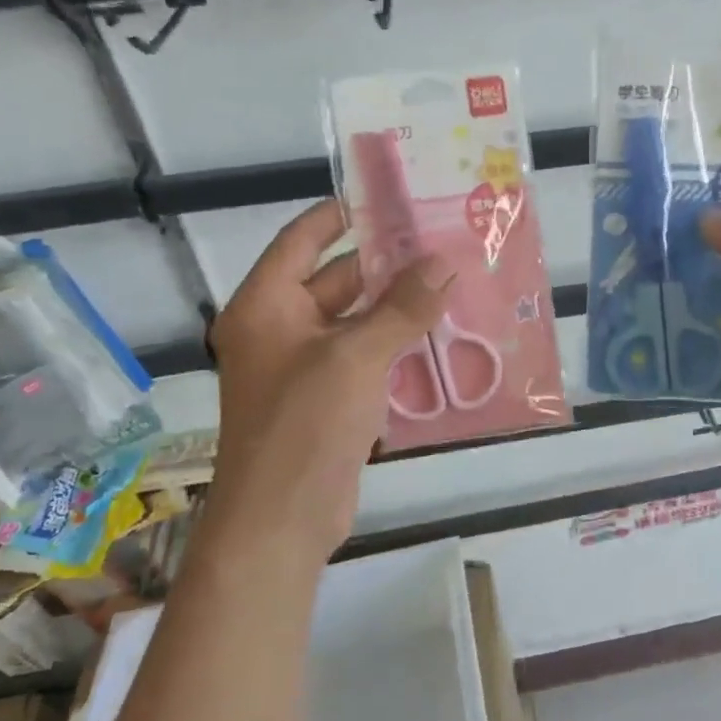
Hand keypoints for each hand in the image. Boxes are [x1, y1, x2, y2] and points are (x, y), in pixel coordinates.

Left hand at [205, 200, 450, 558]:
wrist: (282, 521)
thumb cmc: (304, 425)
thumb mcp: (356, 357)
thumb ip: (402, 307)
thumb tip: (443, 263)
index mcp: (267, 306)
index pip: (303, 240)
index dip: (342, 215)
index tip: (389, 199)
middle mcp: (281, 329)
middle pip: (337, 280)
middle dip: (387, 265)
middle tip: (442, 244)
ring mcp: (306, 367)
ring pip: (358, 321)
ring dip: (399, 307)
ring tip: (453, 284)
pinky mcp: (330, 399)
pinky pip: (366, 357)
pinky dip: (398, 345)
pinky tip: (442, 336)